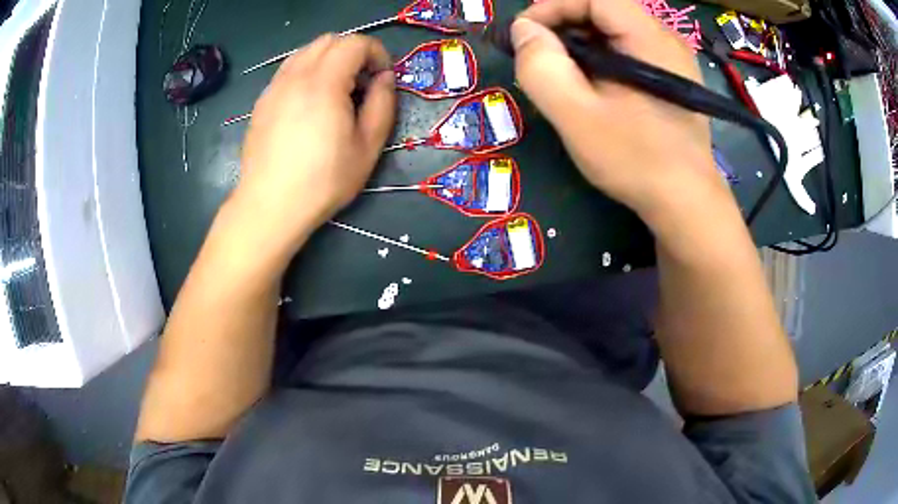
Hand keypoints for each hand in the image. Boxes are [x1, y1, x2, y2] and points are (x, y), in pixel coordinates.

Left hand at [235, 34, 395, 246]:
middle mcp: (295, 76)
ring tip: (336, 91)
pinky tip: (310, 104)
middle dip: (353, 52)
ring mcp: (274, 87)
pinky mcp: (262, 102)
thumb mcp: (367, 147)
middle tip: (361, 82)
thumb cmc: (323, 181)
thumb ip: (382, 104)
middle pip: (328, 40)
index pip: (354, 43)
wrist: (270, 206)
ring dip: (328, 60)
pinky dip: (307, 72)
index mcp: (323, 83)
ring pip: (305, 52)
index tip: (382, 77)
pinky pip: (288, 71)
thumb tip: (384, 78)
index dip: (376, 53)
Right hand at [512, 0, 719, 220]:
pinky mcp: (670, 77)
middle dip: (563, 24)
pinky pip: (627, 50)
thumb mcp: (577, 115)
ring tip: (560, 73)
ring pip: (614, 30)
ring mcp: (671, 58)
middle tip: (537, 55)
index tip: (524, 34)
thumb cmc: (636, 160)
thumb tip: (524, 30)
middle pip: (603, 9)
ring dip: (579, 42)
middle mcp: (664, 38)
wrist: (686, 203)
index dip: (551, 6)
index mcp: (648, 37)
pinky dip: (600, 58)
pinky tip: (590, 85)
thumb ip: (542, 67)